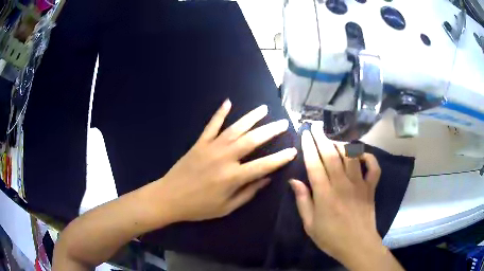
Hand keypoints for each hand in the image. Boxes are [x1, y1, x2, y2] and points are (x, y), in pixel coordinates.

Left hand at [159, 99, 296, 221]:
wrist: (169, 197)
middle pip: (252, 140)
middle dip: (271, 131)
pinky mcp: (199, 143)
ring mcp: (211, 147)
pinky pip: (211, 125)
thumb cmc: (199, 207)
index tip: (293, 150)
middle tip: (284, 123)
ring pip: (235, 128)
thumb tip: (267, 179)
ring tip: (264, 109)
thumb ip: (248, 192)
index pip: (264, 165)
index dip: (280, 158)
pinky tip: (228, 102)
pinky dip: (220, 113)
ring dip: (251, 117)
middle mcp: (225, 158)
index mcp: (233, 177)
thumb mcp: (227, 207)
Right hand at [290, 125, 381, 262]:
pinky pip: (373, 167)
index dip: (309, 147)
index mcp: (325, 194)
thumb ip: (303, 201)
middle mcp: (342, 184)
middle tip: (316, 126)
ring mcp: (359, 184)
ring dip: (342, 144)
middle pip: (331, 155)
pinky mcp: (371, 187)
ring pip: (351, 157)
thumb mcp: (310, 225)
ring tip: (334, 137)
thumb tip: (294, 181)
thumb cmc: (331, 238)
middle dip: (322, 138)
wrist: (358, 245)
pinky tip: (361, 154)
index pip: (314, 164)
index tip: (305, 134)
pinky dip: (369, 157)